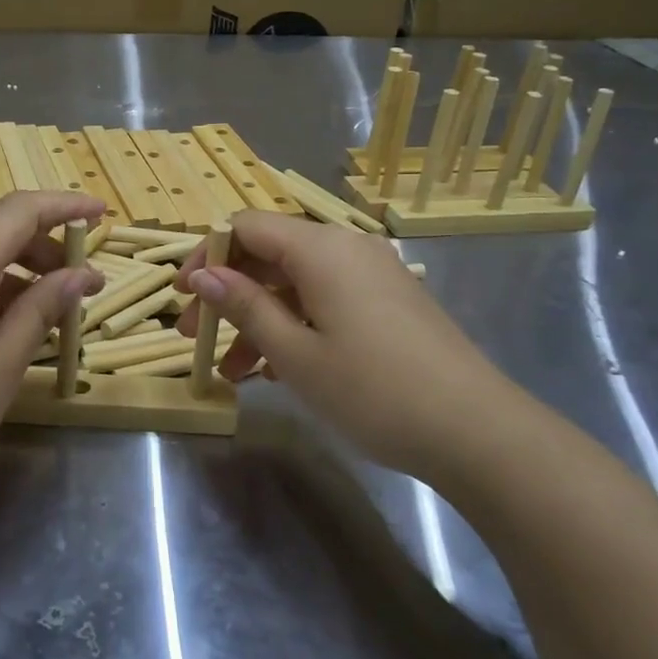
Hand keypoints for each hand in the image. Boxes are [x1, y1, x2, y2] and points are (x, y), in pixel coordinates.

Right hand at [176, 212, 522, 481]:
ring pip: (296, 283)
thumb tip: (203, 274)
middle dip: (227, 293)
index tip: (182, 297)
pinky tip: (278, 370)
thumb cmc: (372, 390)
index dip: (206, 255)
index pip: (245, 227)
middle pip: (270, 254)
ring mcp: (373, 275)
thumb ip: (244, 306)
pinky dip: (295, 325)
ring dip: (259, 318)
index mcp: (320, 248)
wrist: (475, 430)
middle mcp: (347, 248)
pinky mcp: (390, 302)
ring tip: (233, 371)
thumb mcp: (295, 352)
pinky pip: (326, 299)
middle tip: (196, 337)